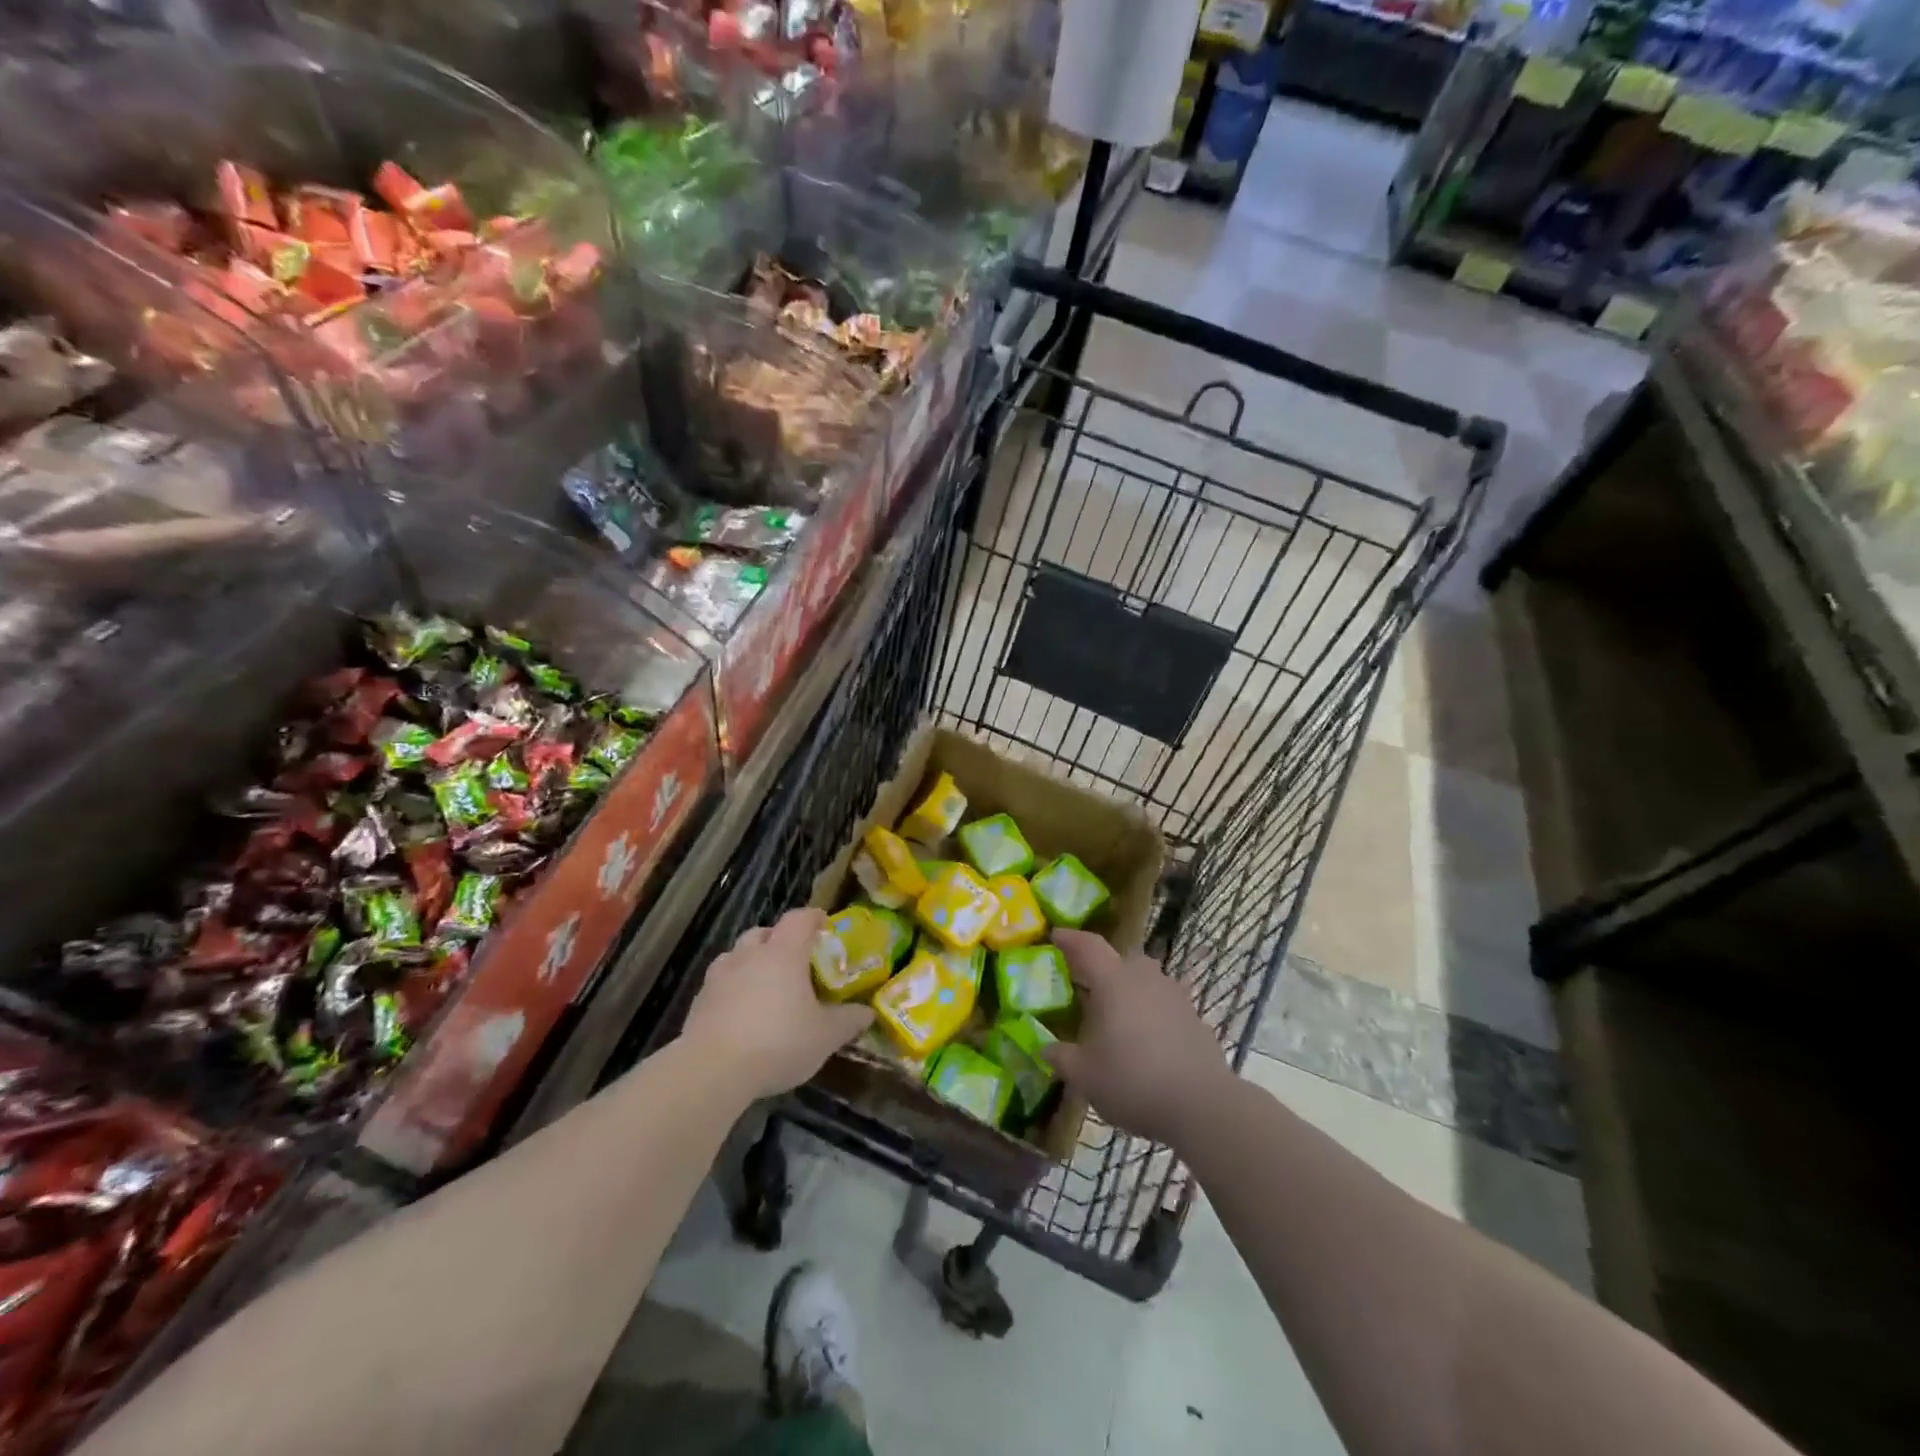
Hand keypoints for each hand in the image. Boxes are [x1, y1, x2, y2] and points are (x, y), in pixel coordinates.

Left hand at [681, 909, 873, 1100]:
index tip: (823, 924)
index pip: (799, 919)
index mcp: (783, 953)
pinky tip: (740, 1012)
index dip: (813, 917)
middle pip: (763, 932)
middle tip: (793, 958)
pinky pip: (719, 983)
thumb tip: (868, 1013)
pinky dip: (732, 988)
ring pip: (736, 955)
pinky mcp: (699, 1001)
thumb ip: (848, 1021)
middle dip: (778, 939)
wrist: (712, 1070)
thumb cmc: (778, 1041)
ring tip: (763, 984)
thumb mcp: (825, 1036)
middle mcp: (750, 955)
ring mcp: (720, 976)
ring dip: (750, 962)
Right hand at [1044, 929, 1230, 1145]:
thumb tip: (1047, 1048)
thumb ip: (1062, 1057)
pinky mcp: (1196, 1019)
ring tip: (1118, 1015)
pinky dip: (1154, 1013)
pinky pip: (1167, 1005)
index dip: (1070, 939)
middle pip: (1122, 958)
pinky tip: (1148, 1040)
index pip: (1088, 946)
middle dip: (1104, 967)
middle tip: (1087, 985)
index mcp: (1113, 982)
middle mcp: (1145, 979)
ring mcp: (1176, 996)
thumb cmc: (1132, 1081)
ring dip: (1131, 989)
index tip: (1056, 936)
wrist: (1202, 1106)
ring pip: (1148, 980)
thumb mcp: (1084, 1075)